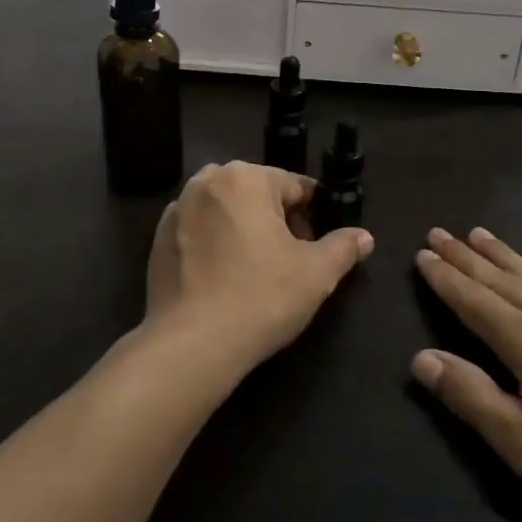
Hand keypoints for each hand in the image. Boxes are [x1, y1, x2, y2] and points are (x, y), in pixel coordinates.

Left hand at [144, 163, 372, 376]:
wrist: (192, 344)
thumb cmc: (261, 297)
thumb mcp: (316, 273)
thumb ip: (343, 247)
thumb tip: (364, 237)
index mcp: (246, 177)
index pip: (295, 186)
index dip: (314, 215)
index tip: (319, 245)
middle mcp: (207, 181)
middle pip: (257, 194)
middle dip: (278, 220)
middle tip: (292, 261)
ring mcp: (177, 209)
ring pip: (226, 210)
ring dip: (245, 230)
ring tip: (257, 271)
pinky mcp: (157, 239)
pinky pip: (199, 231)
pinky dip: (214, 245)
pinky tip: (224, 278)